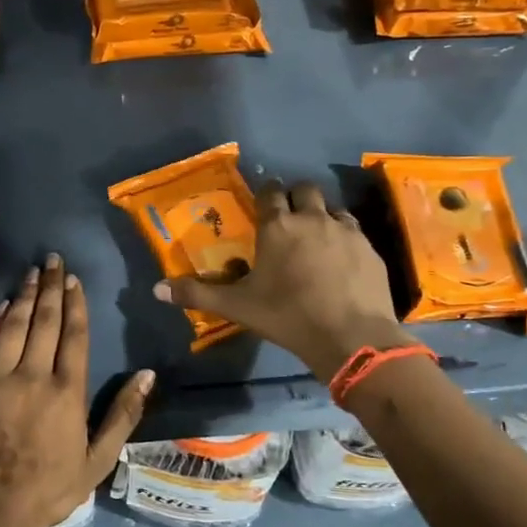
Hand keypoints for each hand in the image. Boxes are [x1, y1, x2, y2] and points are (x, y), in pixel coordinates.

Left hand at [0, 254, 152, 526]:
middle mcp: (33, 377)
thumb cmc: (51, 488)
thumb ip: (123, 415)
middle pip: (44, 322)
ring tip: (32, 273)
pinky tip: (3, 307)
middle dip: (50, 287)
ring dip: (24, 296)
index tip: (74, 280)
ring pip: (14, 326)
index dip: (74, 304)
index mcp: (67, 393)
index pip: (73, 335)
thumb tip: (147, 375)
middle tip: (53, 261)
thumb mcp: (98, 460)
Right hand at [155, 181, 411, 381]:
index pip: (269, 192)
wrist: (351, 336)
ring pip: (332, 208)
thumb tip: (156, 289)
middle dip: (295, 197)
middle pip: (304, 190)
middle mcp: (312, 219)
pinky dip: (344, 237)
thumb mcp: (237, 307)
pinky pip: (354, 231)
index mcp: (277, 227)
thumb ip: (197, 293)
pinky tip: (341, 259)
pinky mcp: (370, 249)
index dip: (265, 192)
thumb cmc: (287, 316)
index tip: (262, 200)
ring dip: (322, 215)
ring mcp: (346, 231)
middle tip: (288, 217)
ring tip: (315, 237)